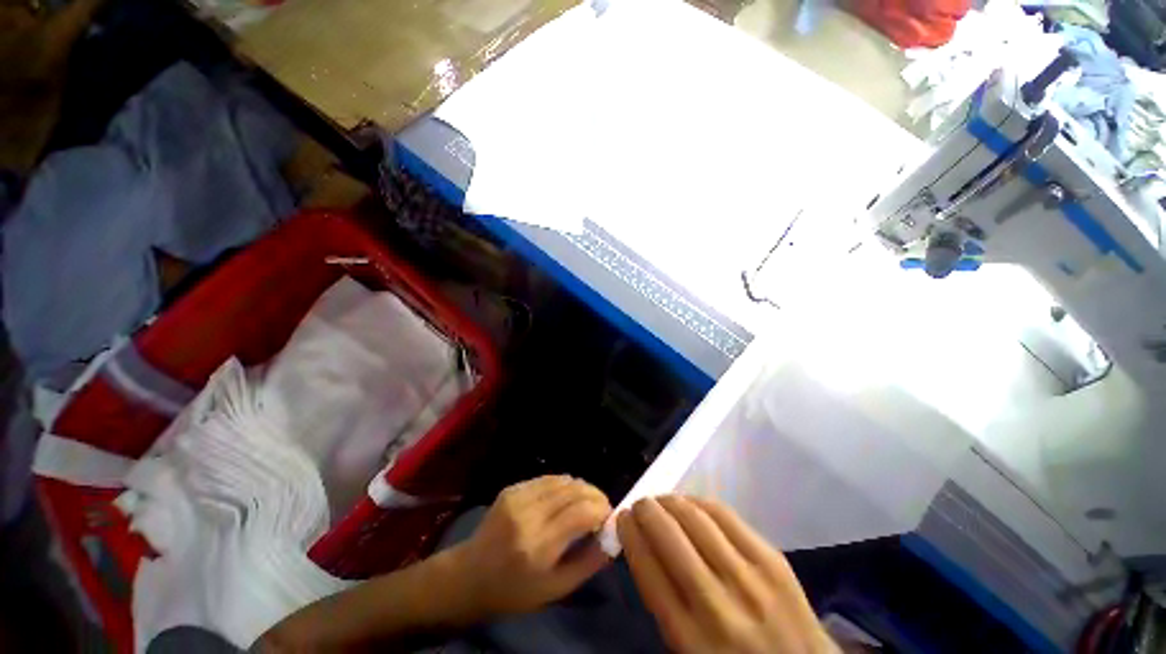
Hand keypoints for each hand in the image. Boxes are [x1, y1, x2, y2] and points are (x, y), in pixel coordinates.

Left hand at [448, 476, 612, 618]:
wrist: (469, 576)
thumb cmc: (514, 591)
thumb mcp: (554, 590)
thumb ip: (588, 563)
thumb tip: (612, 537)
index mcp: (539, 546)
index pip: (582, 512)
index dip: (602, 509)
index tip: (609, 517)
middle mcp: (529, 515)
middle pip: (574, 490)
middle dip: (595, 495)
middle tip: (602, 507)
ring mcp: (518, 497)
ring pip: (562, 480)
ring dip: (581, 487)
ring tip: (587, 501)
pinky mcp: (512, 489)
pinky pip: (547, 479)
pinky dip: (564, 484)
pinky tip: (566, 497)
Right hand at [618, 496, 834, 653]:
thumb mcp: (688, 652)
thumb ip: (665, 603)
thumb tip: (644, 547)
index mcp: (689, 637)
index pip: (647, 568)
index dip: (630, 534)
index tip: (622, 518)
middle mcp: (716, 604)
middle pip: (668, 536)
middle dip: (646, 510)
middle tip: (640, 505)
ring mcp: (748, 578)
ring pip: (695, 518)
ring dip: (671, 501)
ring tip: (663, 501)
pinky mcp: (772, 559)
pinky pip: (725, 516)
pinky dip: (701, 503)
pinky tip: (692, 504)